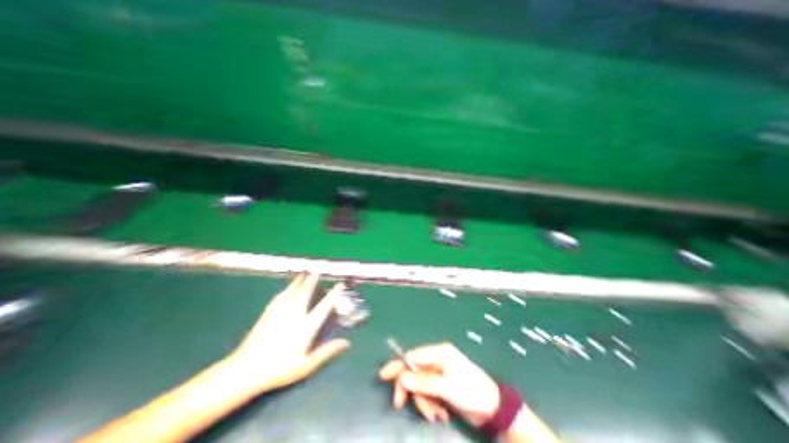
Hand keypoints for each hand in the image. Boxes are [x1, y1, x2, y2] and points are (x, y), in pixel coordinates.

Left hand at [223, 273, 349, 393]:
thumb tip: (347, 343)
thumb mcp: (305, 365)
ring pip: (293, 288)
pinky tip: (289, 286)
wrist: (243, 370)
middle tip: (319, 269)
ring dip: (301, 279)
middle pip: (307, 290)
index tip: (340, 285)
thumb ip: (327, 352)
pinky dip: (289, 287)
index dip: (334, 294)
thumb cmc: (278, 369)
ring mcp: (280, 310)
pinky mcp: (269, 311)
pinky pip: (282, 293)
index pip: (324, 306)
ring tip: (306, 271)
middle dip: (314, 278)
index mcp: (306, 326)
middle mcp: (295, 314)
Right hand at [376, 343, 498, 425]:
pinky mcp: (441, 386)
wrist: (493, 409)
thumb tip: (402, 378)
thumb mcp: (447, 387)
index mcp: (439, 353)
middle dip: (410, 389)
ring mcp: (439, 373)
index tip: (383, 376)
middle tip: (400, 404)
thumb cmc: (471, 392)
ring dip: (423, 401)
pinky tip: (441, 413)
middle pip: (414, 371)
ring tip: (435, 414)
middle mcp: (437, 360)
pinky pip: (428, 393)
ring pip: (420, 385)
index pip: (413, 356)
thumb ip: (424, 382)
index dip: (398, 365)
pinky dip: (430, 404)